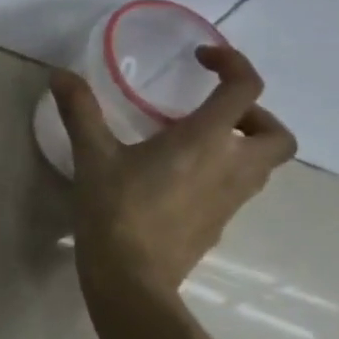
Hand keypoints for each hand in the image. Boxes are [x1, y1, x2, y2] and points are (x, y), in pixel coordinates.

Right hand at [52, 46, 295, 296]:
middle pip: (277, 136)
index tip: (202, 59)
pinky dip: (222, 176)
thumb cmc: (116, 210)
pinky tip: (179, 182)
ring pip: (262, 167)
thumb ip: (80, 111)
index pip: (246, 89)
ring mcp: (230, 202)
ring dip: (241, 147)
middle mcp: (231, 168)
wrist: (131, 279)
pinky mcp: (218, 226)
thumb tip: (60, 74)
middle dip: (255, 117)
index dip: (233, 63)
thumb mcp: (92, 156)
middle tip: (214, 113)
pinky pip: (236, 191)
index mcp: (206, 141)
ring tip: (194, 145)